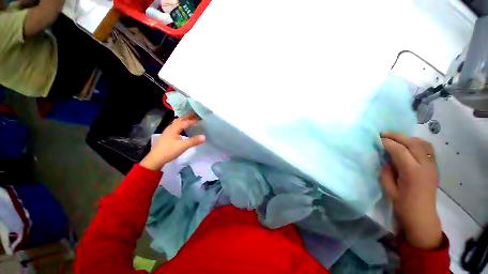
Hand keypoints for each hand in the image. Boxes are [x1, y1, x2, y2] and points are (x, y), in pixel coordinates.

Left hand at [140, 114, 205, 170]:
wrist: (155, 159)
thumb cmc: (169, 151)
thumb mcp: (183, 146)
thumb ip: (194, 141)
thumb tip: (204, 136)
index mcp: (173, 128)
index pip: (185, 122)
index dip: (193, 120)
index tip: (201, 119)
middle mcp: (170, 128)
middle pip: (180, 119)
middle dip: (188, 117)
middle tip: (196, 114)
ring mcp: (168, 131)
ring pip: (177, 123)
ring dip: (184, 120)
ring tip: (191, 119)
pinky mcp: (168, 136)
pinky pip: (176, 126)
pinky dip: (182, 124)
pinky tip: (184, 128)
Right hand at [380, 131, 441, 249]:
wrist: (422, 216)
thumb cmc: (403, 205)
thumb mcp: (388, 189)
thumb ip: (386, 171)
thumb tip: (386, 159)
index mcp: (412, 173)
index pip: (399, 150)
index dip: (387, 143)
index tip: (377, 139)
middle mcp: (425, 166)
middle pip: (413, 143)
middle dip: (397, 136)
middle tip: (383, 134)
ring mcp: (432, 166)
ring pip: (423, 143)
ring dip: (408, 138)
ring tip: (395, 138)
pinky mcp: (434, 167)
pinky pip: (427, 149)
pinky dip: (417, 143)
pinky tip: (408, 145)